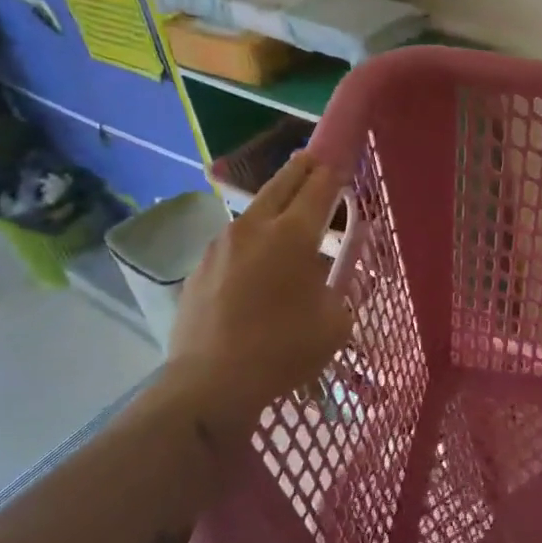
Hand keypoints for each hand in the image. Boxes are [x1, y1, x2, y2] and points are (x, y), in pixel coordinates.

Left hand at [165, 154, 352, 446]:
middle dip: (302, 169)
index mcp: (292, 234)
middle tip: (314, 160)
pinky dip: (251, 241)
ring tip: (287, 217)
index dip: (334, 169)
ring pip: (254, 212)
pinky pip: (233, 242)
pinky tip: (255, 264)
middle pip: (282, 183)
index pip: (319, 187)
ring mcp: (221, 245)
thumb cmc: (283, 350)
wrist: (210, 384)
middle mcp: (254, 227)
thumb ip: (340, 288)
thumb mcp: (334, 322)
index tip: (341, 158)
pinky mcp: (199, 267)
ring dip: (274, 206)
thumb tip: (330, 271)